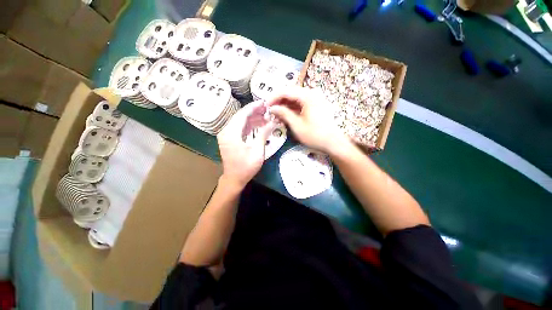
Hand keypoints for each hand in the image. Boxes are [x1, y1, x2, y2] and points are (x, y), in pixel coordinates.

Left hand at [217, 100, 277, 188]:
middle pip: (240, 116)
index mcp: (231, 133)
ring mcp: (226, 135)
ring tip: (266, 116)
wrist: (234, 179)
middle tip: (267, 109)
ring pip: (240, 121)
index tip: (264, 102)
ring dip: (253, 118)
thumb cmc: (246, 167)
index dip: (254, 107)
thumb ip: (264, 134)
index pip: (242, 114)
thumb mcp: (257, 151)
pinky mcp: (229, 138)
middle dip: (254, 111)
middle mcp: (226, 131)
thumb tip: (273, 122)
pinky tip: (259, 124)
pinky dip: (249, 125)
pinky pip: (239, 128)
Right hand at [267, 86, 348, 153]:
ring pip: (295, 99)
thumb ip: (284, 113)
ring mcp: (315, 99)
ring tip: (276, 114)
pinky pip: (301, 104)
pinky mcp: (316, 105)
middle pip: (290, 93)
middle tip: (270, 110)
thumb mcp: (297, 125)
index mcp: (307, 96)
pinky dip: (292, 109)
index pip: (286, 91)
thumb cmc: (315, 135)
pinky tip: (285, 115)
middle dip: (279, 101)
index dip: (273, 97)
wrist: (333, 142)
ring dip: (285, 105)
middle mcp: (312, 93)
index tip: (265, 105)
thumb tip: (272, 108)